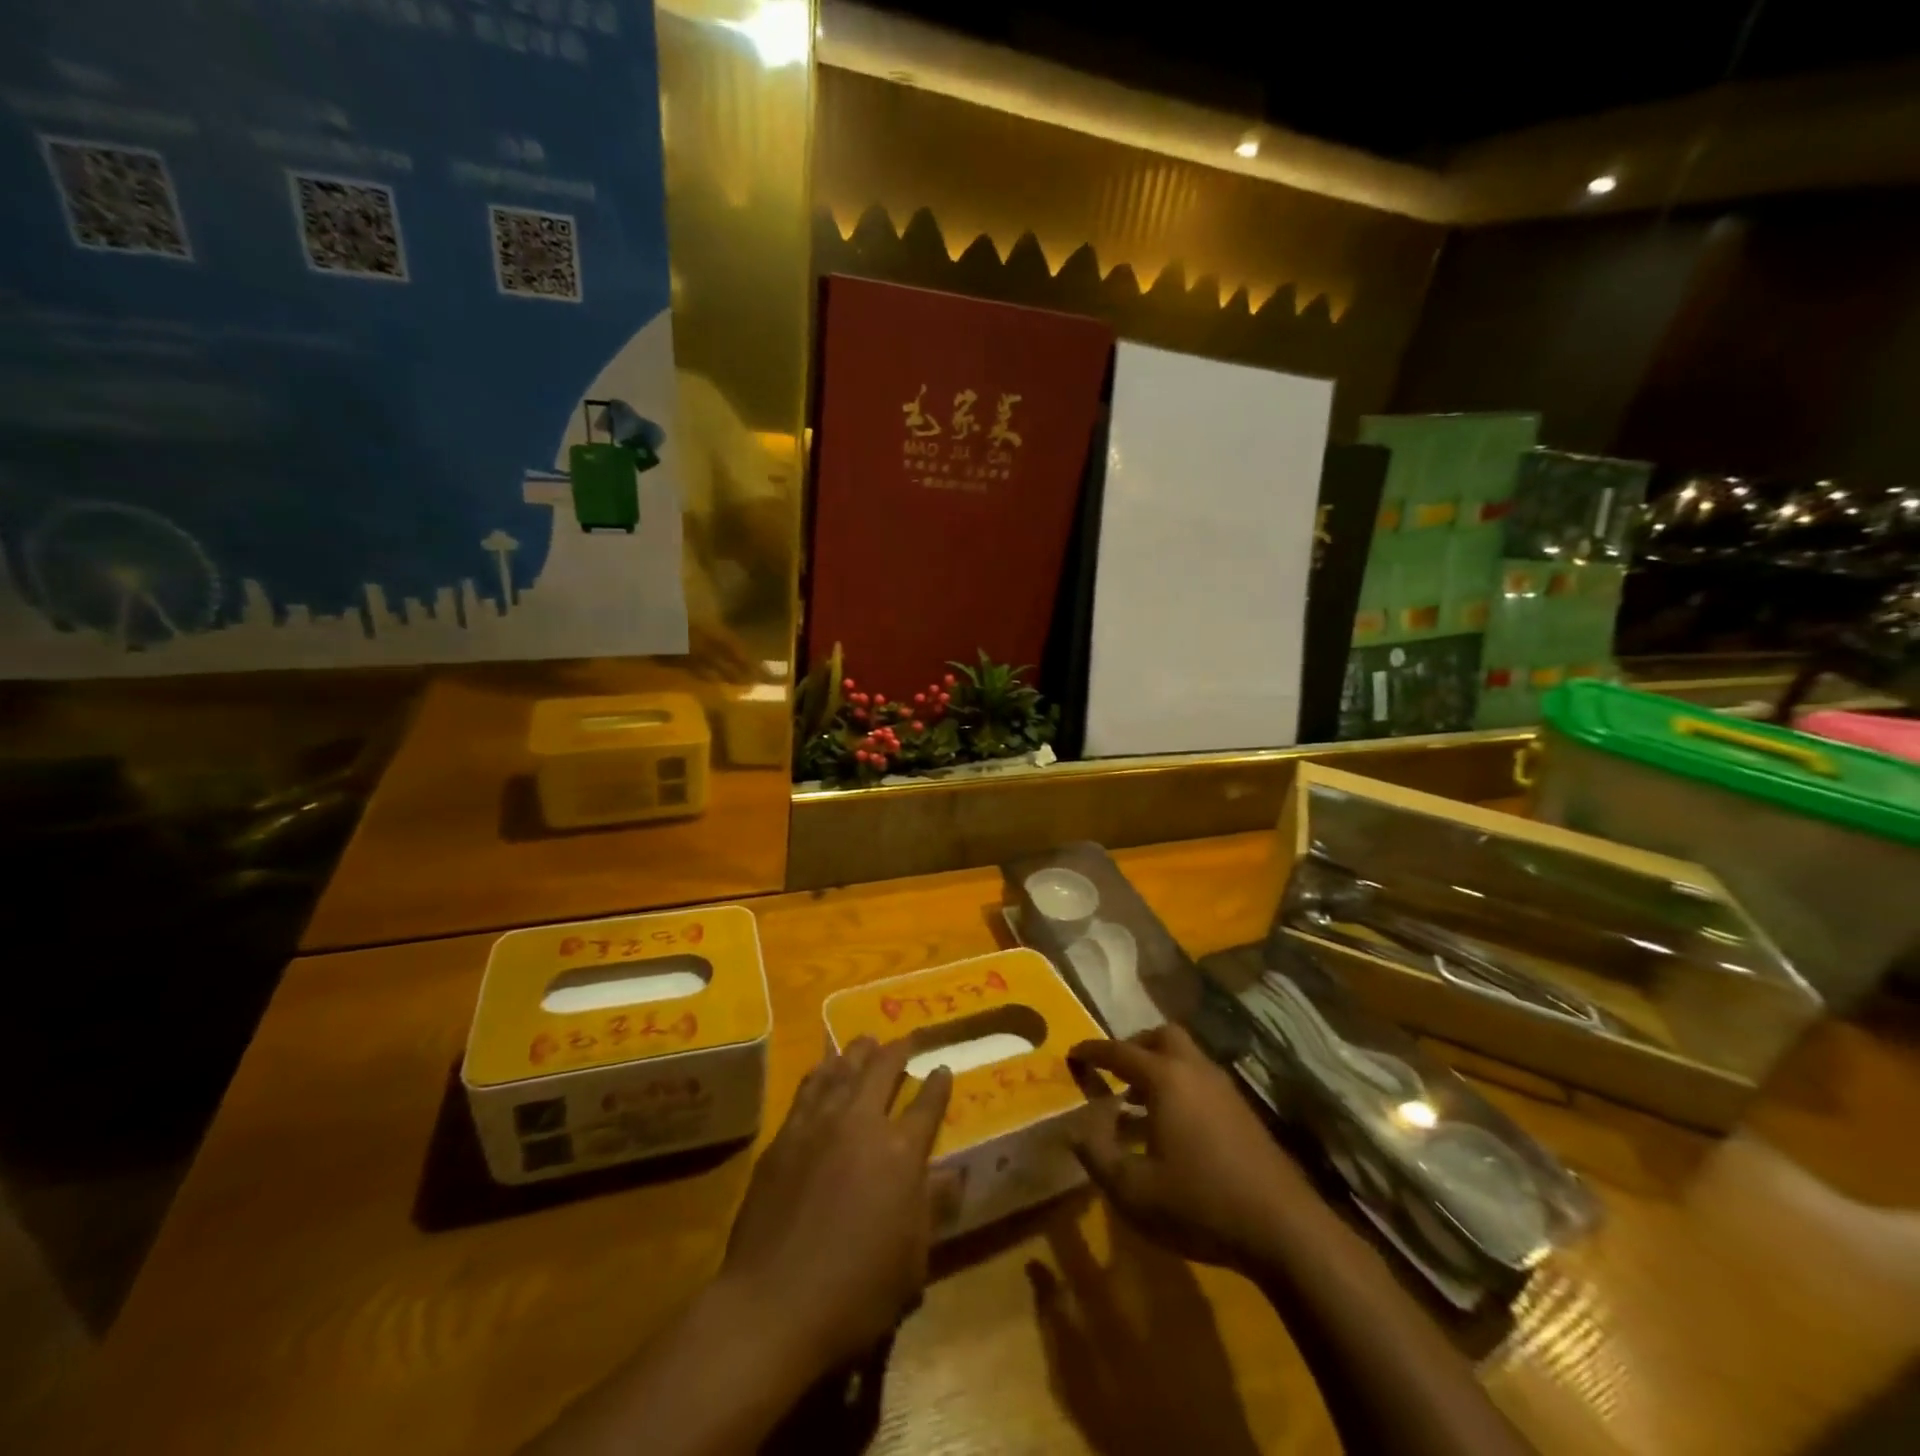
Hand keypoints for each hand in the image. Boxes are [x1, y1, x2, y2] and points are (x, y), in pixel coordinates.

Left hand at [719, 1036, 952, 1371]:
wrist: (772, 1305)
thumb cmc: (855, 1292)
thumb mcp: (912, 1261)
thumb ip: (933, 1208)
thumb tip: (954, 1174)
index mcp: (900, 1152)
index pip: (927, 1106)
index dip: (939, 1085)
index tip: (944, 1069)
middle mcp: (861, 1124)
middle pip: (883, 1071)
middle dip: (898, 1051)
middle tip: (907, 1040)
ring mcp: (818, 1124)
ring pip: (843, 1070)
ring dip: (858, 1052)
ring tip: (866, 1040)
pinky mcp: (784, 1136)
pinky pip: (808, 1089)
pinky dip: (821, 1072)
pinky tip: (823, 1068)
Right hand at [1068, 1025, 1324, 1271]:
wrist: (1284, 1229)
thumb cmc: (1200, 1203)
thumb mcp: (1133, 1190)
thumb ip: (1097, 1155)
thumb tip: (1076, 1129)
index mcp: (1165, 1078)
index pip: (1119, 1051)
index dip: (1093, 1051)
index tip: (1073, 1053)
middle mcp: (1195, 1071)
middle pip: (1162, 1037)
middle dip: (1134, 1047)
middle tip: (1115, 1072)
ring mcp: (1224, 1089)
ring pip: (1185, 1059)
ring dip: (1158, 1069)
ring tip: (1137, 1105)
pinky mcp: (1243, 1113)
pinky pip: (1201, 1082)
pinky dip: (1179, 1089)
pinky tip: (1172, 1130)